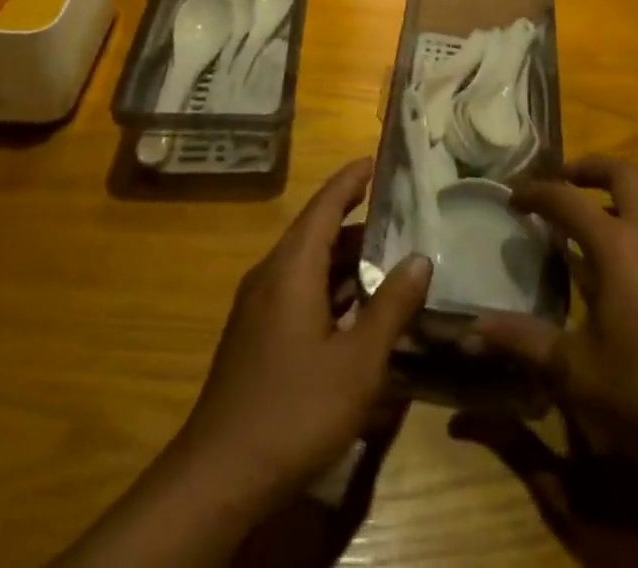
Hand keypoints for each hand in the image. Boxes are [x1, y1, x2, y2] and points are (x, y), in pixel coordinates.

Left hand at [175, 157, 432, 511]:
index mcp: (291, 269)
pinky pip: (297, 290)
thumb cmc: (294, 410)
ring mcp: (258, 307)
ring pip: (306, 264)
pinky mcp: (255, 336)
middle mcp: (270, 276)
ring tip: (387, 259)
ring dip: (344, 259)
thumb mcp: (357, 363)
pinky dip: (329, 286)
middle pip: (316, 232)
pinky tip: (355, 310)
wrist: (218, 477)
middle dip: (355, 220)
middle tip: (399, 215)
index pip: (324, 206)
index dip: (349, 180)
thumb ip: (391, 308)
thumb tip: (420, 258)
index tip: (374, 160)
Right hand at [473, 155, 637, 480]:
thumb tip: (472, 330)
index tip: (512, 196)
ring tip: (583, 232)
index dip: (535, 192)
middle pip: (622, 173)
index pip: (567, 199)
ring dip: (613, 201)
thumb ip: (524, 342)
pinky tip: (621, 279)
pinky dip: (635, 233)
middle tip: (558, 184)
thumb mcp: (577, 373)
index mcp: (618, 246)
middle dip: (585, 169)